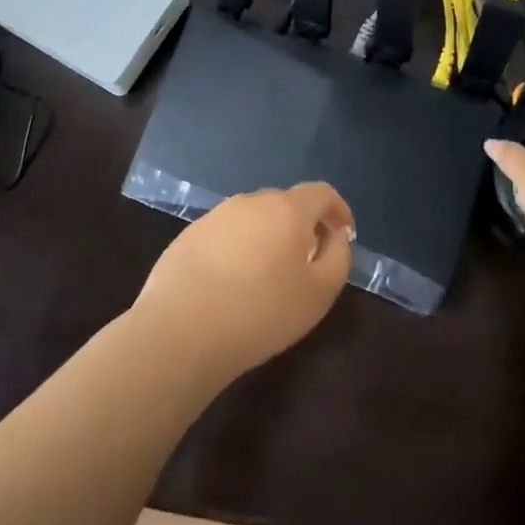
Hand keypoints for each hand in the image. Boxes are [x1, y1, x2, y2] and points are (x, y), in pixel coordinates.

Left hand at [132, 183, 355, 380]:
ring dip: (268, 238)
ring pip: (254, 219)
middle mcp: (250, 202)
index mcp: (286, 209)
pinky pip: (226, 234)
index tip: (344, 235)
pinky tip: (232, 284)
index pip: (321, 192)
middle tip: (307, 262)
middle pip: (286, 204)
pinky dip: (238, 250)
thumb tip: (336, 236)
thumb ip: (338, 257)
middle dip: (303, 226)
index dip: (338, 210)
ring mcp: (215, 216)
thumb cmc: (261, 313)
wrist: (180, 332)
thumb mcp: (320, 293)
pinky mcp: (188, 235)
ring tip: (268, 276)